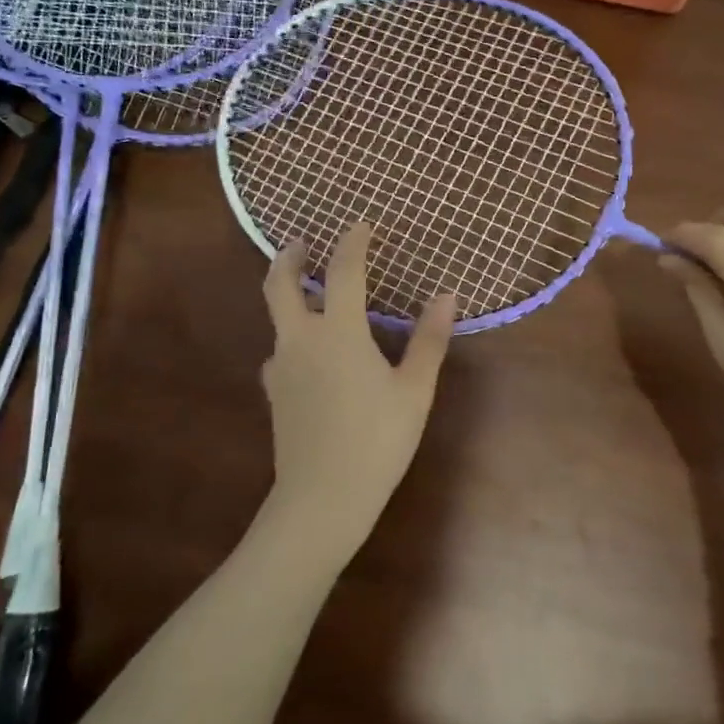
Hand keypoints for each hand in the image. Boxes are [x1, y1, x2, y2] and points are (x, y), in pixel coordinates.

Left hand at [256, 224, 456, 568]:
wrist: (321, 498)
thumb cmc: (377, 440)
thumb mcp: (414, 390)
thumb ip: (429, 340)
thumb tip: (448, 296)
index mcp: (338, 332)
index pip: (344, 271)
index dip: (353, 242)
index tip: (362, 225)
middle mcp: (300, 340)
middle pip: (280, 285)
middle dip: (290, 258)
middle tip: (301, 242)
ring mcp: (281, 368)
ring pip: (276, 318)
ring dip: (289, 296)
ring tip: (313, 296)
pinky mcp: (275, 395)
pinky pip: (280, 352)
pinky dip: (293, 338)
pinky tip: (311, 356)